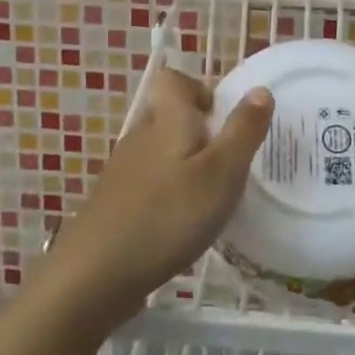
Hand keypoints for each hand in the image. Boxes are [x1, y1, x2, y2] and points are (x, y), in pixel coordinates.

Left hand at [41, 68, 272, 323]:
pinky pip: (150, 183)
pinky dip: (169, 195)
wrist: (94, 274)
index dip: (199, 90)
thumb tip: (260, 89)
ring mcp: (123, 171)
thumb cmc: (167, 216)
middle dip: (200, 133)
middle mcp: (141, 136)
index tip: (224, 121)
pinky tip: (182, 227)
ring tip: (212, 199)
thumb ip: (242, 131)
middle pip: (169, 116)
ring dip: (186, 166)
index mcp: (166, 120)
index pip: (173, 80)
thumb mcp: (221, 173)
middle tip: (229, 165)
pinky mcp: (115, 203)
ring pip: (161, 152)